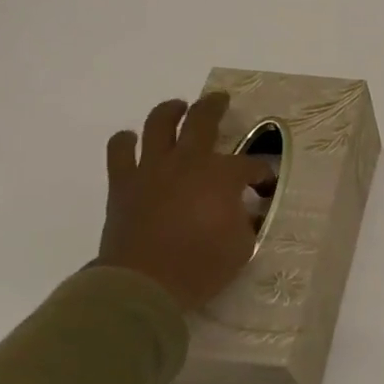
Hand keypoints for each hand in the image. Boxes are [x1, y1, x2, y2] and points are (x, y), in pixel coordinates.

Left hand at [98, 93, 274, 311]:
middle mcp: (188, 161)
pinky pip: (120, 151)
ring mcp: (152, 168)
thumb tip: (244, 212)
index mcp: (222, 176)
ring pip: (159, 124)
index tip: (264, 187)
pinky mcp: (123, 183)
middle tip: (220, 100)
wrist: (145, 283)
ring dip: (170, 111)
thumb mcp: (243, 246)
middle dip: (215, 107)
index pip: (250, 165)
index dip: (261, 174)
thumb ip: (245, 221)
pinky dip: (126, 141)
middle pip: (203, 120)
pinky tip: (132, 140)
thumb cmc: (202, 265)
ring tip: (177, 107)